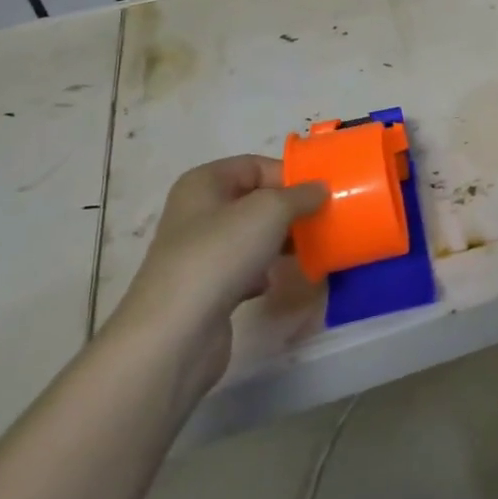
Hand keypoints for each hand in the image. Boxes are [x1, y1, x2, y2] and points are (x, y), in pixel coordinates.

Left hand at [106, 156, 325, 395]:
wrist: (176, 332)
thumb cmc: (221, 254)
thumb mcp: (270, 210)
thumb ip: (300, 195)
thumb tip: (320, 189)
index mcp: (204, 182)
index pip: (255, 165)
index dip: (289, 176)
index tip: (321, 194)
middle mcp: (196, 212)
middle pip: (253, 200)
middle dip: (288, 210)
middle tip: (320, 221)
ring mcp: (197, 251)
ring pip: (249, 236)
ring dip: (278, 242)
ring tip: (305, 250)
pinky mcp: (203, 287)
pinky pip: (241, 269)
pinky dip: (260, 273)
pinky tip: (271, 282)